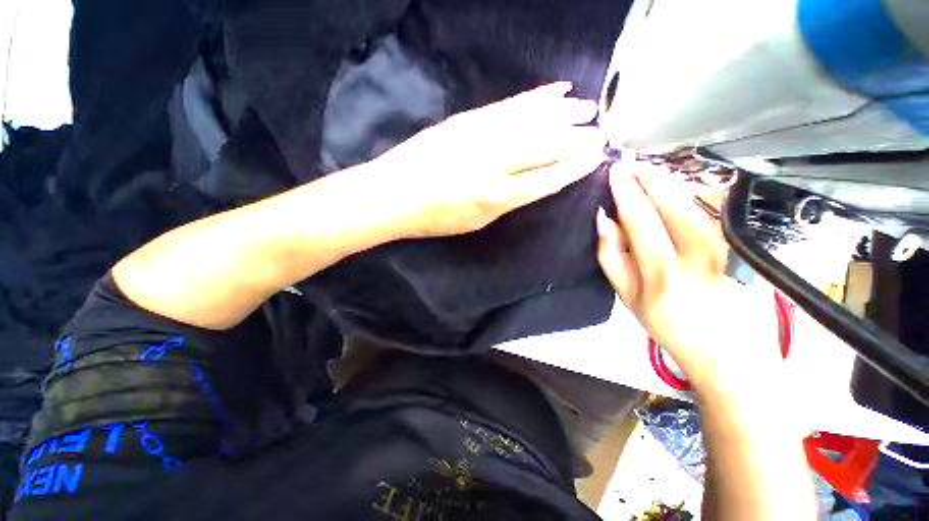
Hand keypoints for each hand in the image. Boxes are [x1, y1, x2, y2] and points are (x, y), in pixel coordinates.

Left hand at [374, 82, 605, 237]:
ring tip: (587, 108)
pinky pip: (509, 105)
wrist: (394, 194)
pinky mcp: (468, 119)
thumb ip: (506, 202)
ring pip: (532, 120)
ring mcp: (481, 136)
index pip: (546, 179)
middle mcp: (495, 163)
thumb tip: (531, 183)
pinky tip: (554, 91)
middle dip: (576, 138)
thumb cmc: (434, 218)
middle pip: (546, 146)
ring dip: (563, 113)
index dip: (573, 169)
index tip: (593, 160)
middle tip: (600, 132)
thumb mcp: (476, 222)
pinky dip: (535, 98)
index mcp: (497, 197)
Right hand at [595, 162, 780, 392]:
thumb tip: (604, 218)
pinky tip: (671, 192)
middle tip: (629, 163)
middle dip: (647, 177)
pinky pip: (705, 210)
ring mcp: (723, 244)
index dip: (625, 190)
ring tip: (645, 173)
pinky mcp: (736, 243)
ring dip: (665, 182)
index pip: (639, 216)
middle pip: (669, 200)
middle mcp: (698, 250)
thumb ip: (610, 255)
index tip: (614, 171)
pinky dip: (685, 195)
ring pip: (690, 200)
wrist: (726, 349)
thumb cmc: (668, 324)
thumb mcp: (626, 295)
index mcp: (662, 268)